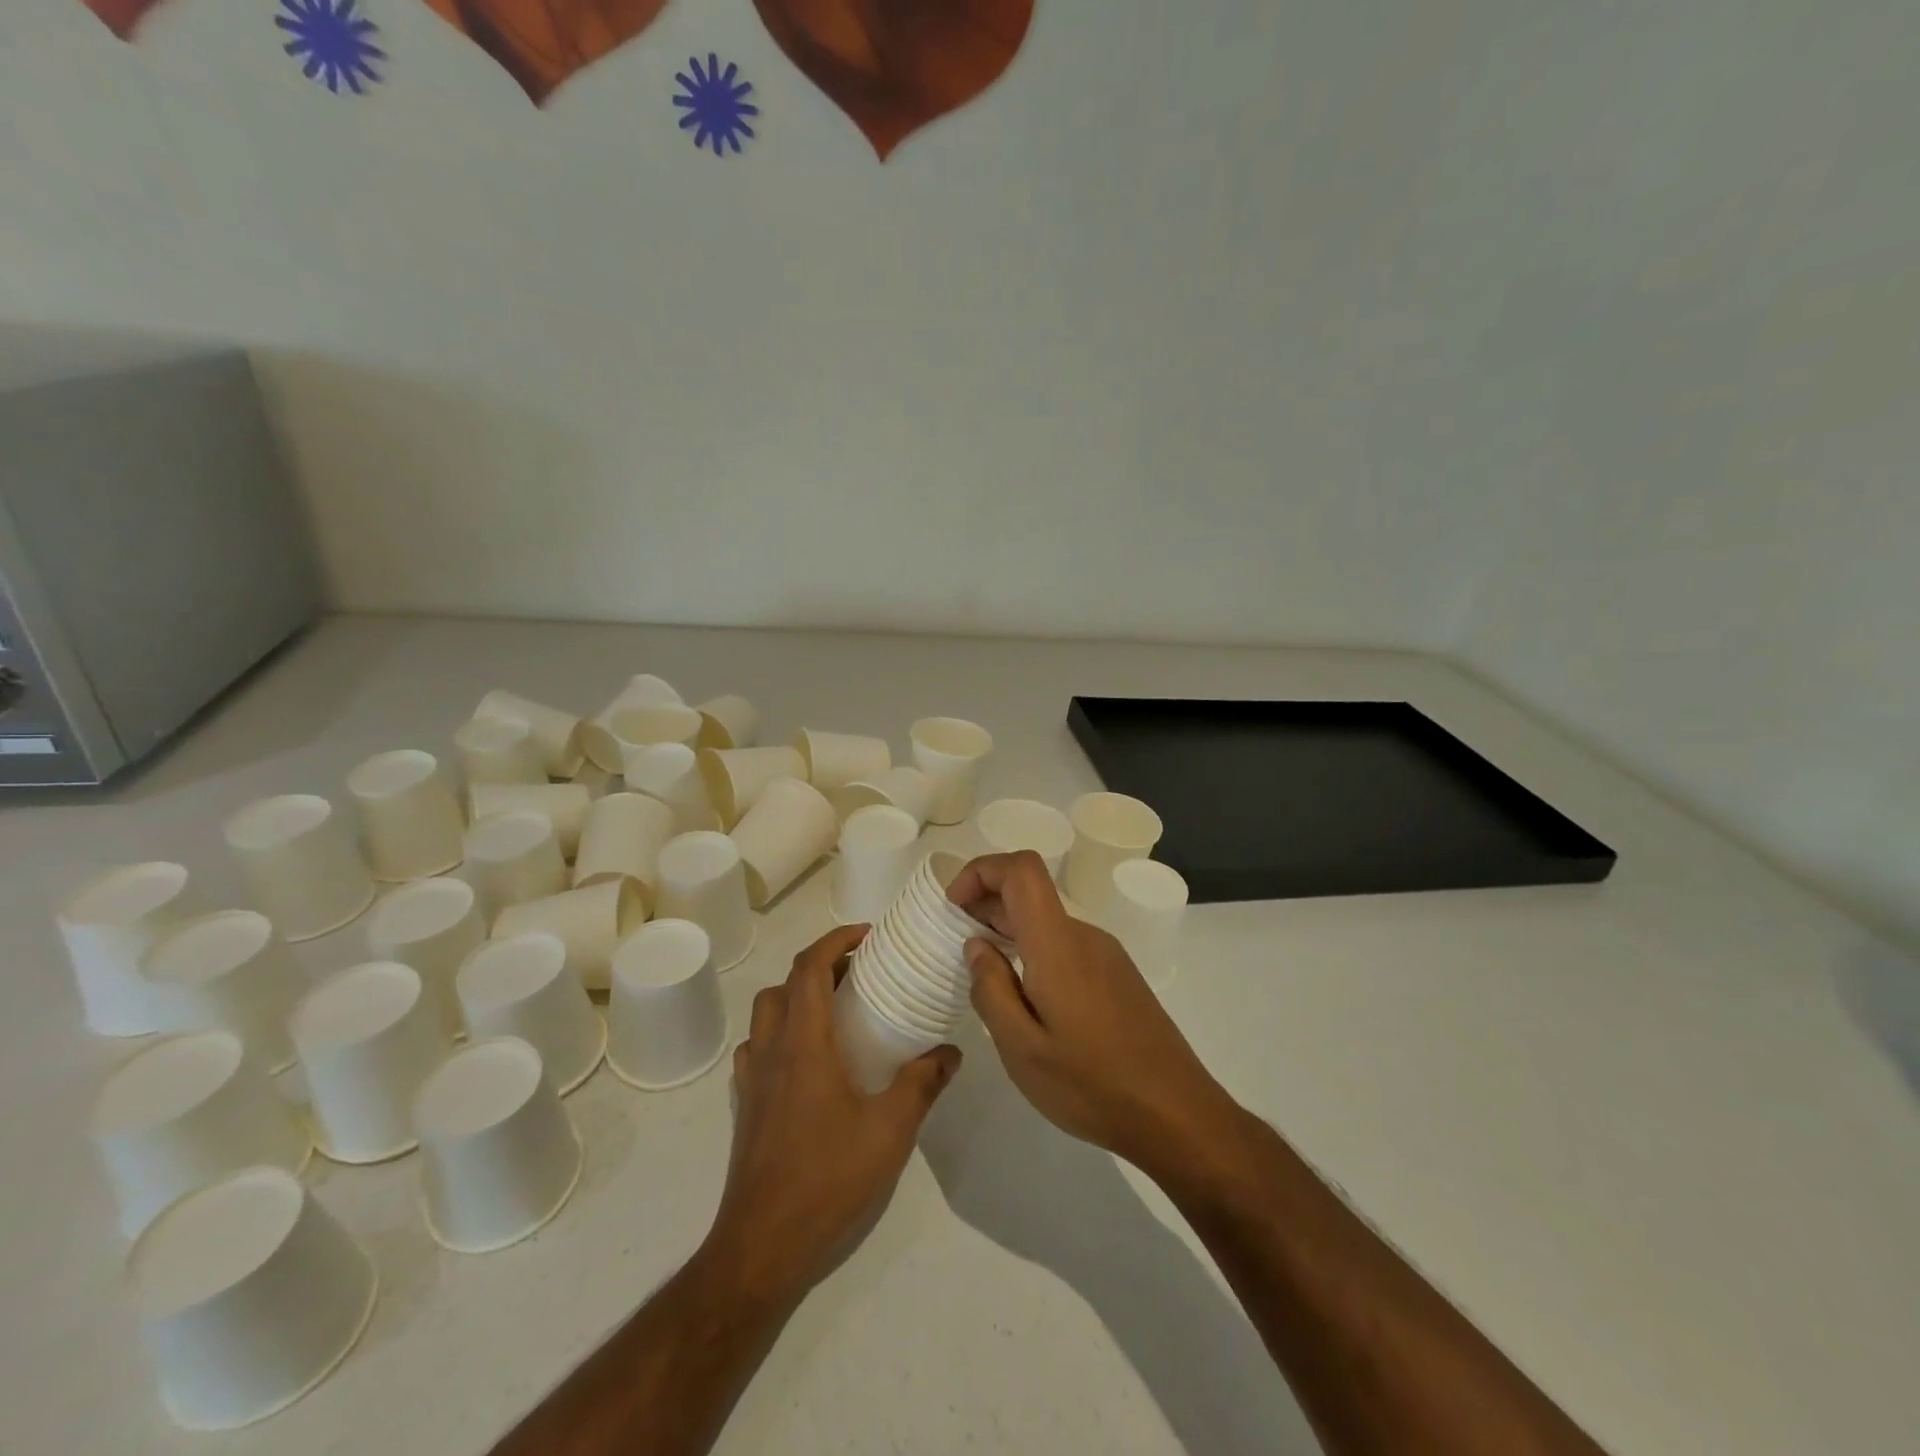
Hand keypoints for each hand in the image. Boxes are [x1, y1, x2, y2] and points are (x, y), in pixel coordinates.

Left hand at [704, 923, 960, 1303]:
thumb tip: (950, 1051)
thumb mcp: (890, 1129)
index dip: (835, 941)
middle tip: (858, 974)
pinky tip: (808, 1063)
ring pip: (766, 1015)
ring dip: (796, 998)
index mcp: (803, 1044)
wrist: (762, 1246)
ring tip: (835, 1013)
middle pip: (783, 985)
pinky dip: (781, 1035)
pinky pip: (757, 1050)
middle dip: (819, 967)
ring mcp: (751, 1080)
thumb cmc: (827, 1178)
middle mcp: (770, 1051)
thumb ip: (922, 1083)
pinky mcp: (744, 1107)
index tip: (866, 936)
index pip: (808, 967)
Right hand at [949, 851, 1235, 1178]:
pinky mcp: (1117, 974)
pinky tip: (1027, 998)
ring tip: (986, 977)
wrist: (1177, 1115)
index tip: (953, 906)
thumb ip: (991, 990)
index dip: (981, 871)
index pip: (1021, 869)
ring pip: (1046, 921)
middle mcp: (1084, 935)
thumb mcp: (1023, 1050)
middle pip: (1030, 892)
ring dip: (1009, 931)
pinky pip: (1065, 944)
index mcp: (1058, 944)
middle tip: (956, 946)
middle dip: (986, 904)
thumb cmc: (1093, 1085)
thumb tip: (976, 945)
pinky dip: (1033, 951)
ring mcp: (1106, 953)